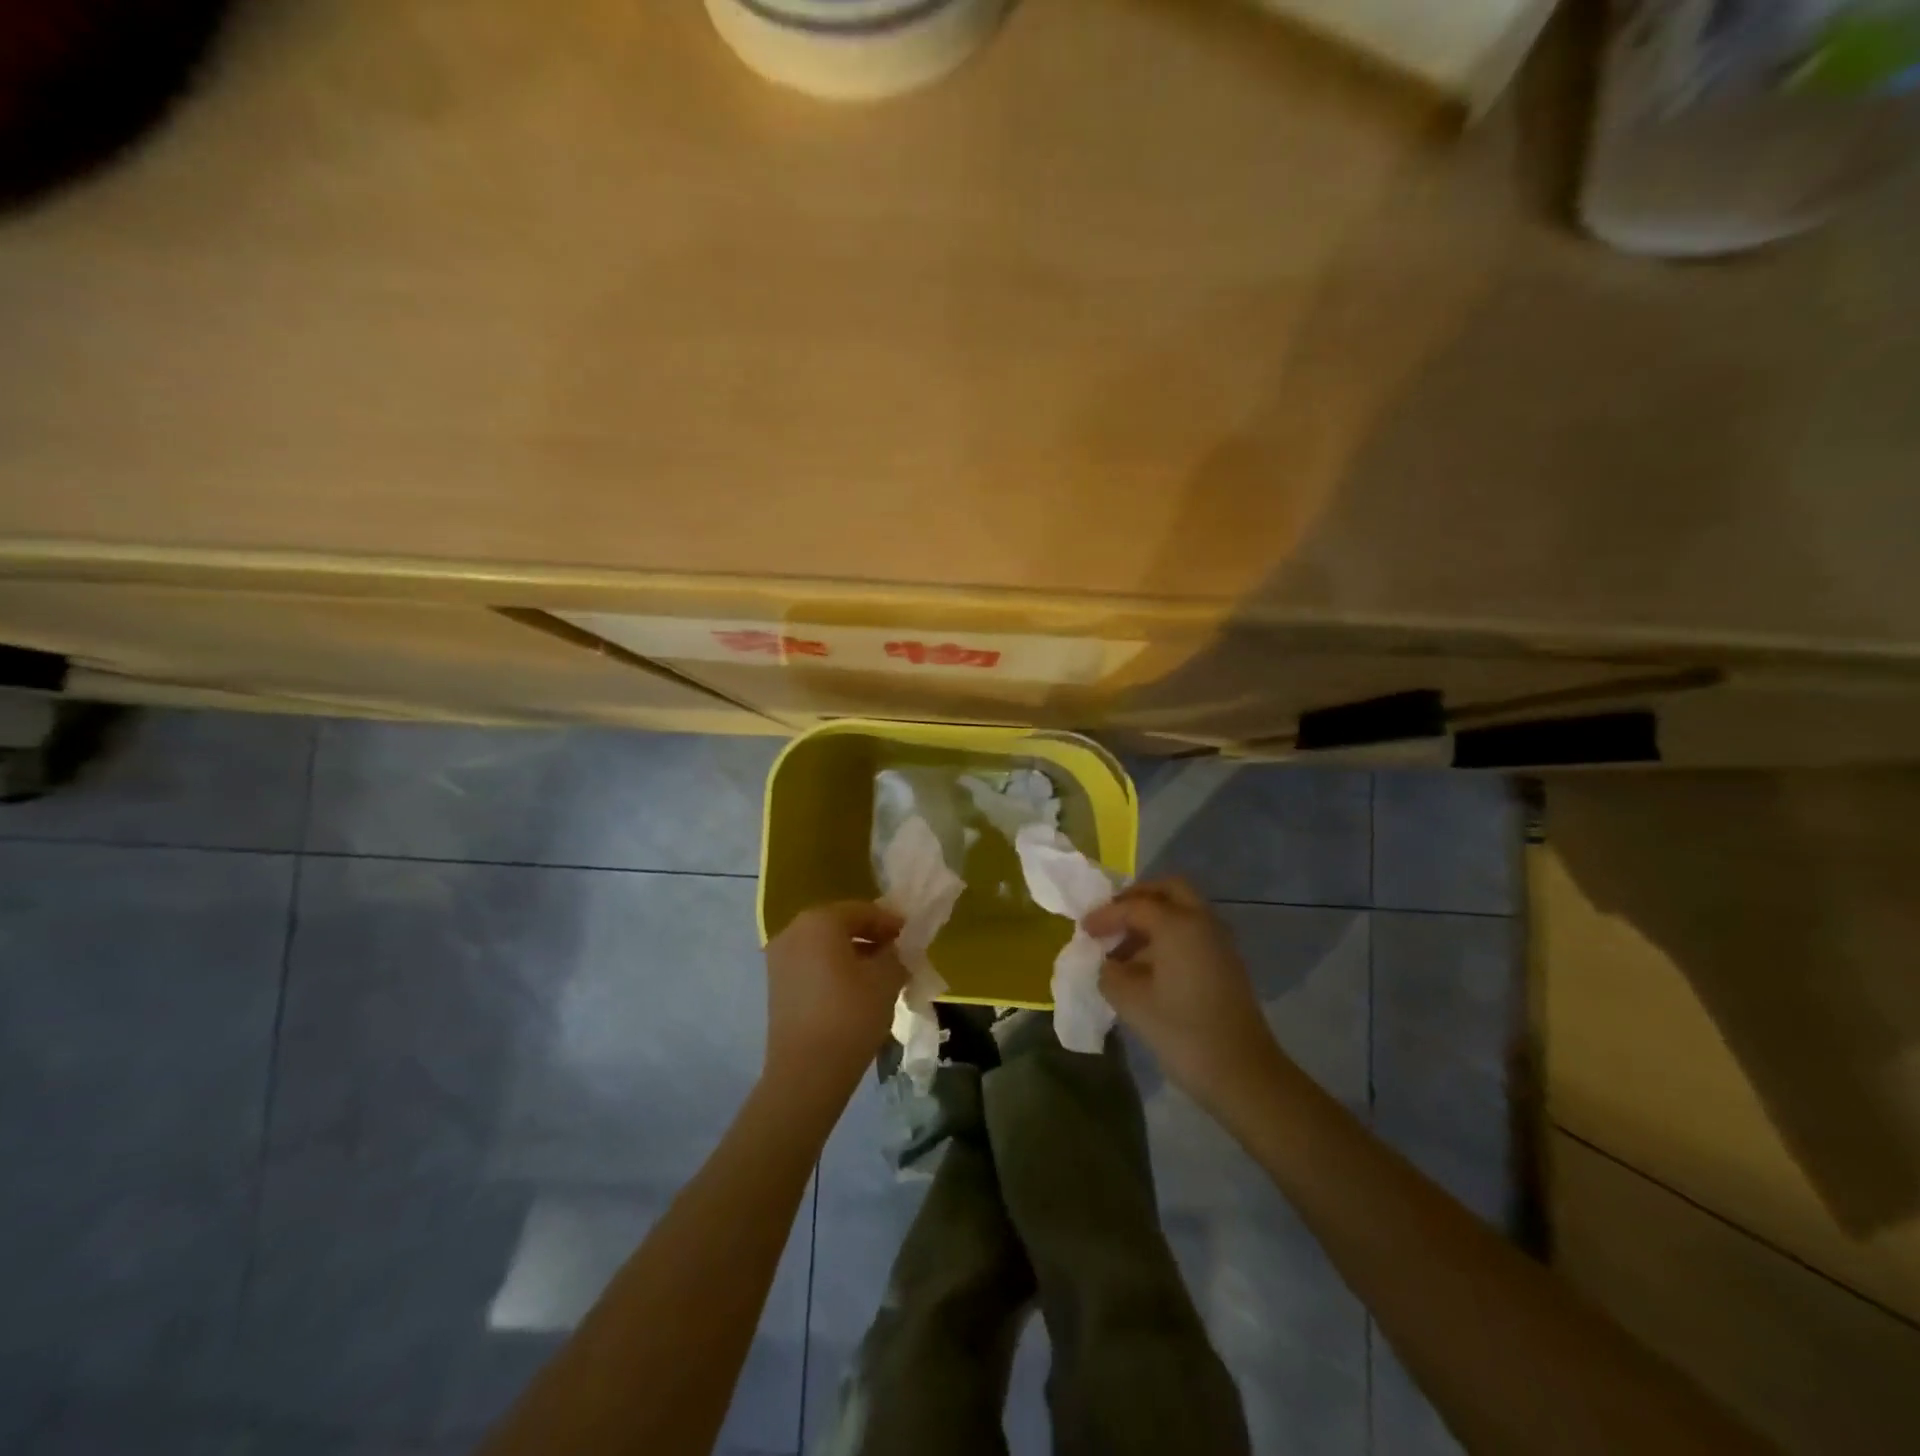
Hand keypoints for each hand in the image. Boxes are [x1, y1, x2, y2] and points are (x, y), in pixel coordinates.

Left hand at [763, 902, 906, 1094]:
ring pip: (824, 946)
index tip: (910, 935)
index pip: (862, 910)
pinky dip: (834, 969)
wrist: (806, 1072)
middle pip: (840, 925)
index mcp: (819, 921)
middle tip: (897, 952)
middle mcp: (793, 931)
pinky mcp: (776, 985)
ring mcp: (780, 959)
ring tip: (879, 973)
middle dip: (870, 936)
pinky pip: (812, 964)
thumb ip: (895, 954)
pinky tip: (856, 989)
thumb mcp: (886, 979)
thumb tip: (894, 950)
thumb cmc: (850, 1014)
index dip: (890, 922)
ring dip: (852, 954)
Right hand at [1083, 879, 1286, 1109]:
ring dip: (1153, 919)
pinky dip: (1168, 936)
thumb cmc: (1182, 1032)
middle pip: (1169, 890)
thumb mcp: (1131, 1002)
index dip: (1106, 915)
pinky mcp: (1226, 964)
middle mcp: (1203, 922)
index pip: (1135, 905)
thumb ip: (1110, 973)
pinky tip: (1147, 967)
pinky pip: (1193, 932)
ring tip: (1123, 949)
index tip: (1083, 930)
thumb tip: (1108, 964)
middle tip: (1112, 918)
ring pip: (1183, 911)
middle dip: (1137, 898)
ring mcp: (1220, 942)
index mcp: (1179, 924)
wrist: (1243, 1074)